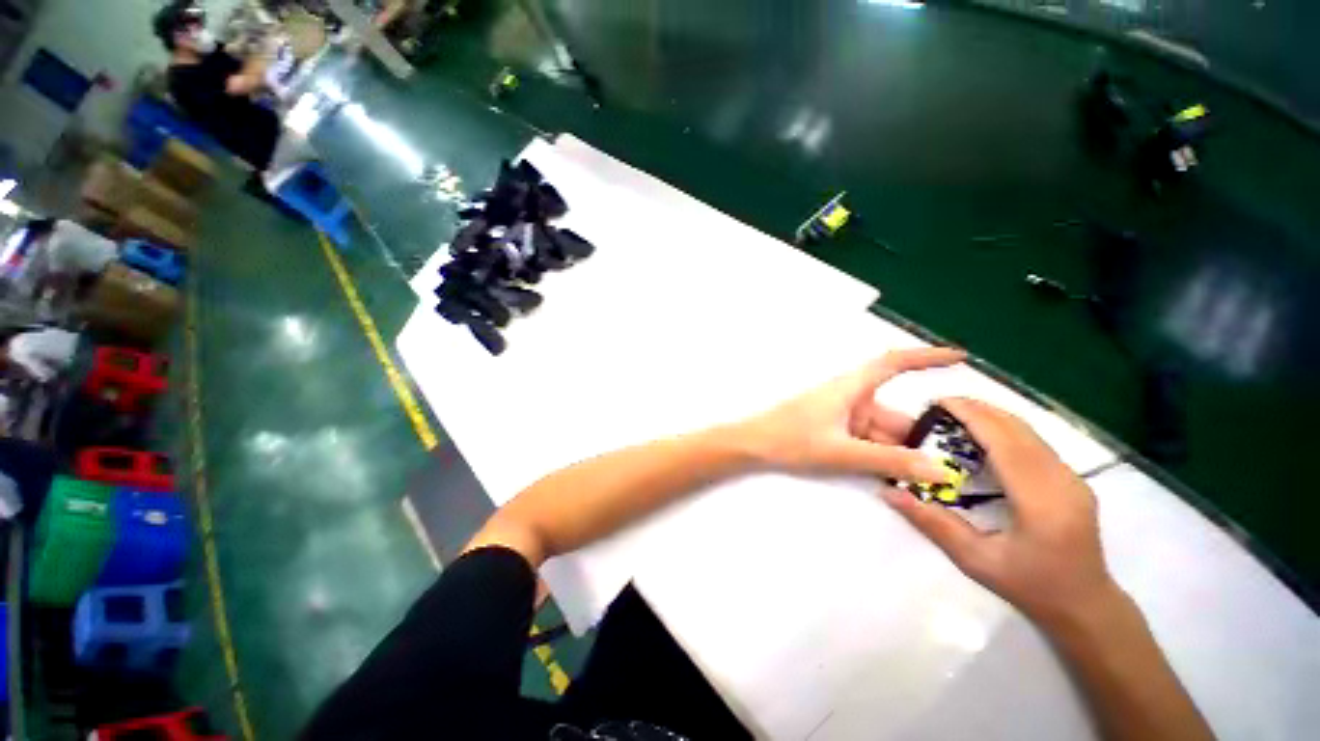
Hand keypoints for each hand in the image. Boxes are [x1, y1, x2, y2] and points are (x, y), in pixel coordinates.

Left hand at [738, 348, 965, 480]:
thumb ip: (890, 462)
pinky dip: (883, 456)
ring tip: (929, 480)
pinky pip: (869, 441)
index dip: (926, 357)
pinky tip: (898, 478)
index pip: (893, 364)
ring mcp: (843, 416)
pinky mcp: (836, 430)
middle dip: (921, 438)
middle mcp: (851, 398)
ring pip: (884, 432)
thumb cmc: (791, 440)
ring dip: (902, 453)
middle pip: (896, 414)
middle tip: (955, 465)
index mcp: (851, 389)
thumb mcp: (842, 452)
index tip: (959, 358)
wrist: (753, 445)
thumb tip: (940, 472)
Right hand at [883, 397, 1121, 626]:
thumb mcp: (975, 559)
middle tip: (940, 404)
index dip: (972, 416)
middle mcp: (1062, 481)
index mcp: (1040, 501)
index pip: (1004, 443)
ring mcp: (1073, 479)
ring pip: (1030, 432)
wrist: (1085, 604)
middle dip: (979, 409)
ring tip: (957, 413)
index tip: (938, 402)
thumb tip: (889, 491)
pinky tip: (985, 435)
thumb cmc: (1029, 586)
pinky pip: (1037, 443)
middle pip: (1018, 430)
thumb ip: (932, 523)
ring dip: (993, 416)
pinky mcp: (1073, 480)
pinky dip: (1007, 429)